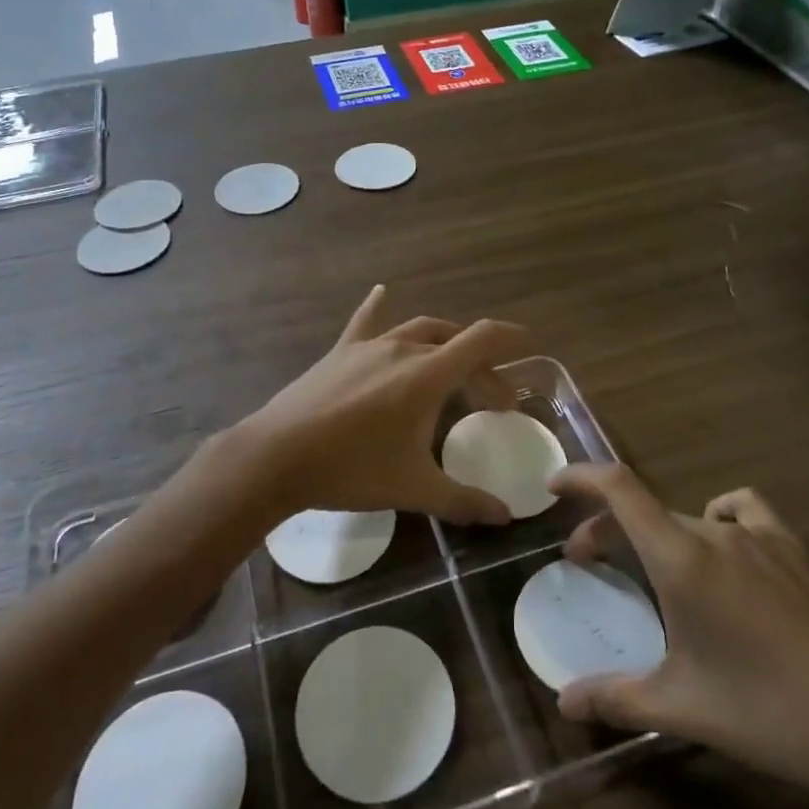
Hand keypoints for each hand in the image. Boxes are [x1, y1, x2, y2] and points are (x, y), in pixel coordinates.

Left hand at [233, 285, 527, 525]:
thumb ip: (464, 501)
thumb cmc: (351, 469)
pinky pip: (366, 322)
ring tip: (454, 362)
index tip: (529, 343)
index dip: (509, 337)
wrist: (278, 456)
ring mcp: (368, 346)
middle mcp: (402, 349)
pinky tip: (382, 291)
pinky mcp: (340, 352)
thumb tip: (505, 517)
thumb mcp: (414, 489)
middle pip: (454, 341)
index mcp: (427, 374)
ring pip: (417, 329)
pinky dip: (379, 307)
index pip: (481, 340)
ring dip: (443, 342)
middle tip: (491, 398)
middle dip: (480, 364)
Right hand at [550, 464, 808, 808]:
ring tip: (656, 563)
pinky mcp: (796, 551)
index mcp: (681, 559)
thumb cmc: (770, 710)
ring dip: (658, 530)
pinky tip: (726, 546)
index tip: (553, 485)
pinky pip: (745, 512)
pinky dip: (721, 517)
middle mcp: (716, 533)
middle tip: (589, 562)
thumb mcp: (684, 709)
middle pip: (646, 511)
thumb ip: (617, 699)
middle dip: (608, 530)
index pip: (619, 489)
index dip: (581, 476)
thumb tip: (564, 703)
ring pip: (690, 516)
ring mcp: (761, 537)